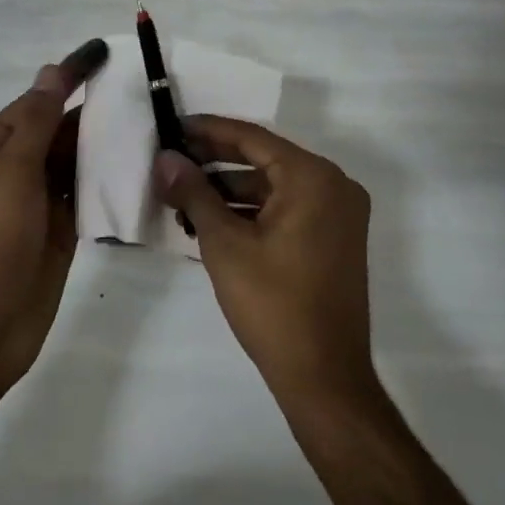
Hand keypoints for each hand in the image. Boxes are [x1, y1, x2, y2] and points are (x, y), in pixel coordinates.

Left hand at [0, 38, 109, 391]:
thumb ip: (36, 121)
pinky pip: (83, 193)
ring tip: (148, 122)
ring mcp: (36, 200)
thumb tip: (52, 71)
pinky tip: (135, 166)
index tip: (105, 54)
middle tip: (141, 91)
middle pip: (57, 128)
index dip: (70, 77)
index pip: (37, 100)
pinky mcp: (58, 229)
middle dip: (92, 110)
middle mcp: (12, 168)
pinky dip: (105, 179)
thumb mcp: (11, 173)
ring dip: (102, 143)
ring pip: (73, 160)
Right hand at [155, 116, 375, 403]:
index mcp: (313, 177)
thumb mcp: (224, 243)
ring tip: (184, 196)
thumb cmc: (272, 304)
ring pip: (274, 186)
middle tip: (172, 161)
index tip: (173, 126)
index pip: (252, 138)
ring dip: (229, 190)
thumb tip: (165, 158)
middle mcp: (334, 186)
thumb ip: (194, 192)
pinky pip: (287, 208)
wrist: (325, 378)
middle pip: (264, 159)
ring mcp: (339, 214)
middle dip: (215, 162)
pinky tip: (213, 221)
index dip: (208, 130)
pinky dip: (252, 211)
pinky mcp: (335, 239)